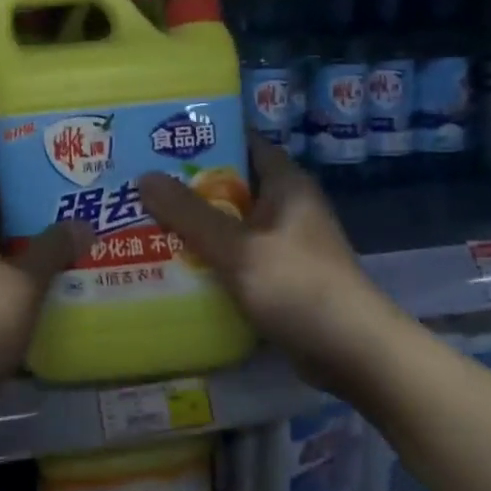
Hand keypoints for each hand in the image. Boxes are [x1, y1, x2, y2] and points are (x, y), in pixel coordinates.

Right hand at [138, 139, 379, 388]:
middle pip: (230, 185)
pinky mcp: (279, 277)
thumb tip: (144, 177)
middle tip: (138, 184)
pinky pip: (235, 256)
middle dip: (187, 186)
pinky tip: (171, 264)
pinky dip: (208, 258)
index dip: (204, 137)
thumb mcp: (237, 247)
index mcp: (285, 184)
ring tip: (142, 221)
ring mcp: (284, 243)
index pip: (243, 143)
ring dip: (194, 226)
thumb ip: (189, 213)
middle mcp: (286, 206)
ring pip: (229, 224)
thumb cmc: (297, 285)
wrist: (352, 352)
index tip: (160, 140)